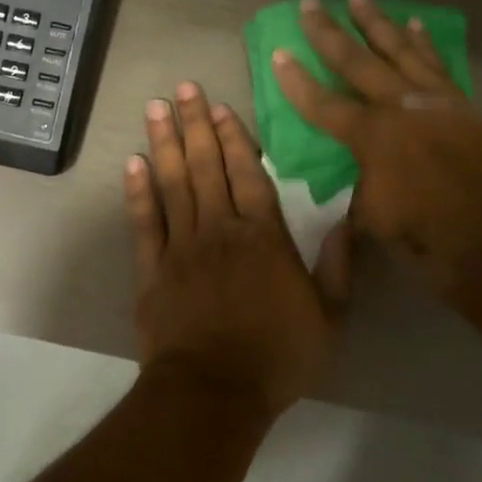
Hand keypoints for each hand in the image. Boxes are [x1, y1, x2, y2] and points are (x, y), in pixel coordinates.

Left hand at [125, 82, 350, 417]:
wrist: (214, 392)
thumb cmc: (277, 356)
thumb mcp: (329, 318)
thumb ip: (338, 266)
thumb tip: (348, 220)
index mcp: (263, 237)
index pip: (248, 174)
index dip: (234, 138)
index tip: (221, 107)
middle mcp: (220, 229)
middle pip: (206, 166)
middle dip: (195, 124)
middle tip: (183, 88)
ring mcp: (182, 246)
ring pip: (172, 183)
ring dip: (164, 143)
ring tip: (155, 108)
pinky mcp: (152, 269)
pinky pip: (144, 222)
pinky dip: (137, 191)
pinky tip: (133, 163)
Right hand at [270, 0, 481, 298]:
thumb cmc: (428, 238)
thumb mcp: (373, 216)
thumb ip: (360, 182)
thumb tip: (361, 166)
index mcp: (374, 138)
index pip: (323, 103)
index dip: (297, 80)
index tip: (278, 52)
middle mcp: (402, 109)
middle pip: (358, 62)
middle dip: (329, 33)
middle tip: (311, 4)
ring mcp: (437, 102)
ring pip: (401, 52)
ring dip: (377, 24)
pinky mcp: (464, 106)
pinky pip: (438, 66)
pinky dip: (424, 44)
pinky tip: (415, 25)